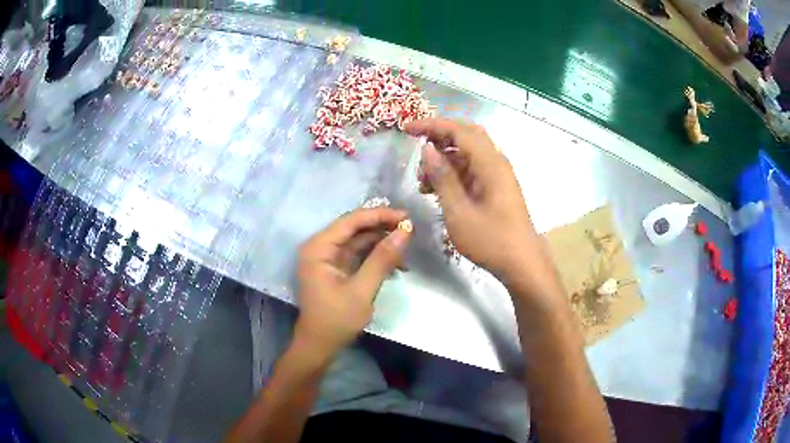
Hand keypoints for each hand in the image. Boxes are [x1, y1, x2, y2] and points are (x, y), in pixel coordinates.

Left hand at [294, 207, 411, 361]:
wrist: (320, 346)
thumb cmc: (336, 320)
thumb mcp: (362, 290)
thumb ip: (382, 259)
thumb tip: (405, 231)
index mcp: (318, 248)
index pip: (351, 221)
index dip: (379, 215)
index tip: (406, 217)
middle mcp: (320, 247)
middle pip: (355, 228)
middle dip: (382, 228)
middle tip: (410, 230)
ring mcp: (328, 258)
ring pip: (358, 240)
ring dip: (382, 243)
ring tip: (406, 250)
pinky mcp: (336, 268)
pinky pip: (358, 254)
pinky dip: (376, 257)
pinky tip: (395, 265)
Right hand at [405, 119, 536, 278]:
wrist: (522, 264)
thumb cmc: (491, 241)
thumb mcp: (459, 212)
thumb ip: (443, 178)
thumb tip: (427, 149)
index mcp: (490, 164)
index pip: (459, 131)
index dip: (431, 126)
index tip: (407, 130)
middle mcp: (496, 162)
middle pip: (466, 136)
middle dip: (439, 137)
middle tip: (415, 148)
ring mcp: (498, 175)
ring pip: (468, 153)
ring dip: (444, 159)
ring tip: (423, 181)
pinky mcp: (497, 187)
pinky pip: (473, 169)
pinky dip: (454, 172)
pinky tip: (438, 189)